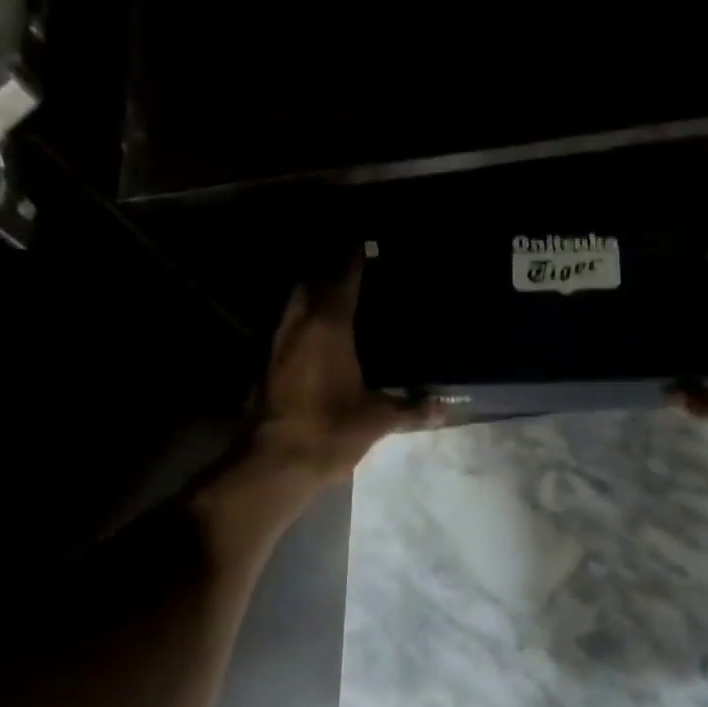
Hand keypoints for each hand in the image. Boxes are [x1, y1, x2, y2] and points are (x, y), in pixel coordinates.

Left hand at [246, 256, 438, 484]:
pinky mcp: (263, 367)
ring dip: (308, 295)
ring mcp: (275, 345)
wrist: (273, 464)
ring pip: (291, 306)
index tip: (363, 242)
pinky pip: (283, 331)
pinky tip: (313, 340)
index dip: (352, 257)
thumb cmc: (329, 429)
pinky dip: (299, 324)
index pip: (342, 278)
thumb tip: (445, 406)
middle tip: (347, 268)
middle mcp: (297, 326)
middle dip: (325, 270)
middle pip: (307, 282)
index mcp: (328, 327)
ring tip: (332, 298)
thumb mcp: (377, 419)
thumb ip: (411, 408)